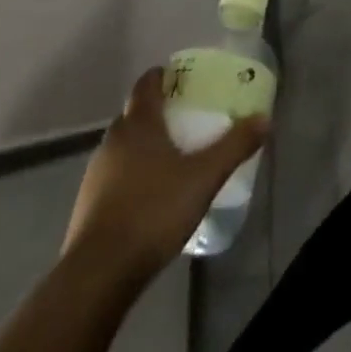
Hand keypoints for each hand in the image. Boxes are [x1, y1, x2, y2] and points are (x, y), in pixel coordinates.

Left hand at [62, 66, 270, 276]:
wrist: (97, 276)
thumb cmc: (153, 211)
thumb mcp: (204, 177)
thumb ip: (234, 146)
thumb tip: (264, 118)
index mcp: (139, 124)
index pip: (146, 84)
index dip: (161, 76)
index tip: (180, 77)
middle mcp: (113, 141)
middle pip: (133, 114)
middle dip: (155, 112)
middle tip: (183, 119)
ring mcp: (95, 175)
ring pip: (121, 147)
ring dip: (141, 147)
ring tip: (169, 159)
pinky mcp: (85, 208)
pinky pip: (112, 178)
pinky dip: (129, 177)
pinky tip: (147, 198)